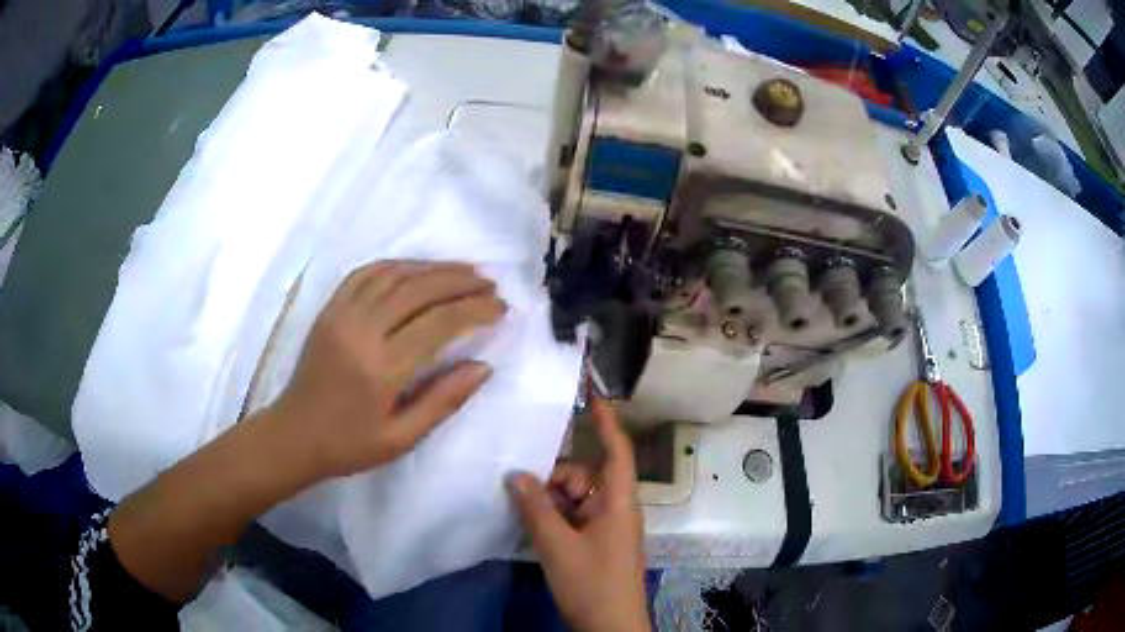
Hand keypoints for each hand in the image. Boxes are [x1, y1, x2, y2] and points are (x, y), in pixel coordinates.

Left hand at [269, 260, 505, 480]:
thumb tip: (484, 367)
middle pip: (418, 290)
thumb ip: (443, 401)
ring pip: (393, 274)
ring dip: (432, 267)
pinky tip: (416, 268)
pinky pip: (364, 273)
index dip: (474, 310)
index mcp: (382, 370)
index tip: (500, 307)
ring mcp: (341, 315)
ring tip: (463, 270)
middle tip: (489, 283)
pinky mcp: (329, 310)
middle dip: (460, 281)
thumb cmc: (350, 445)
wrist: (294, 435)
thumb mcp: (402, 438)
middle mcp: (361, 333)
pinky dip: (396, 265)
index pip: (438, 324)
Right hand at [507, 398, 649, 631]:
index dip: (605, 421)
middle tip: (526, 494)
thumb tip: (516, 474)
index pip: (617, 451)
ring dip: (551, 500)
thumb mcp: (558, 546)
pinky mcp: (595, 543)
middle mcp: (615, 509)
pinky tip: (533, 526)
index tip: (588, 394)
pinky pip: (573, 517)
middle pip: (586, 475)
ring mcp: (605, 528)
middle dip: (557, 478)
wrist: (610, 627)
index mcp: (618, 502)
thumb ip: (536, 508)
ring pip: (575, 497)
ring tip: (526, 514)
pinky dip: (554, 516)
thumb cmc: (592, 584)